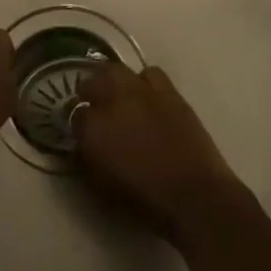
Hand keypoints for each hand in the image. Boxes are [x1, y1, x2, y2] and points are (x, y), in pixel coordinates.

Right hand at [74, 63, 242, 240]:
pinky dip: (144, 82)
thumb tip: (82, 144)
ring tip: (119, 96)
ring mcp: (143, 92)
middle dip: (89, 89)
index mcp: (94, 128)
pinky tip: (147, 98)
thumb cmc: (145, 200)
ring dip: (114, 81)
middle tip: (92, 102)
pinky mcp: (170, 93)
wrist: (195, 196)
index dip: (76, 122)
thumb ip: (86, 160)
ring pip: (118, 70)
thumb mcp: (102, 187)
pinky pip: (150, 74)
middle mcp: (115, 101)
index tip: (80, 131)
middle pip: (93, 80)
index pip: (74, 114)